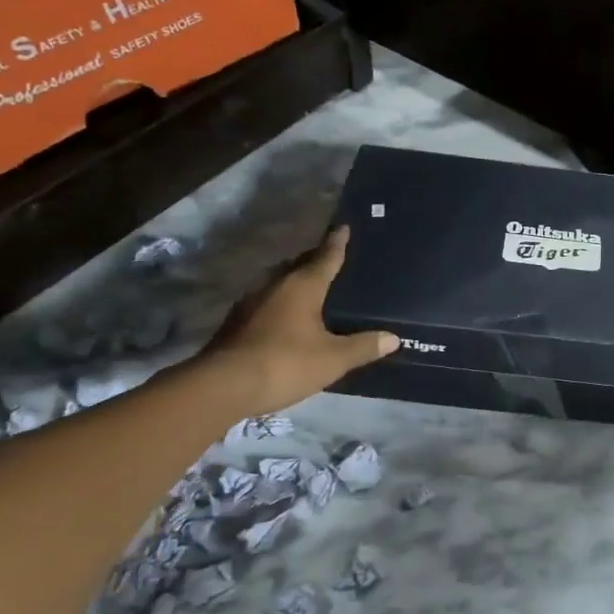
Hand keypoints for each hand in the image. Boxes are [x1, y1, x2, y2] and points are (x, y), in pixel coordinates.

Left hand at [204, 226, 397, 413]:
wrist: (221, 387)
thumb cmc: (284, 364)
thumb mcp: (332, 359)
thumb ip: (363, 347)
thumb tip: (393, 338)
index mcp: (302, 287)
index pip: (326, 257)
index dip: (337, 243)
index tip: (343, 227)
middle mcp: (275, 286)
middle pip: (299, 265)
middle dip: (315, 260)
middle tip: (332, 259)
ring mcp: (250, 303)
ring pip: (279, 284)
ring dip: (295, 282)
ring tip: (312, 289)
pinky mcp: (235, 323)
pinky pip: (266, 303)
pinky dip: (280, 304)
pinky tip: (286, 319)